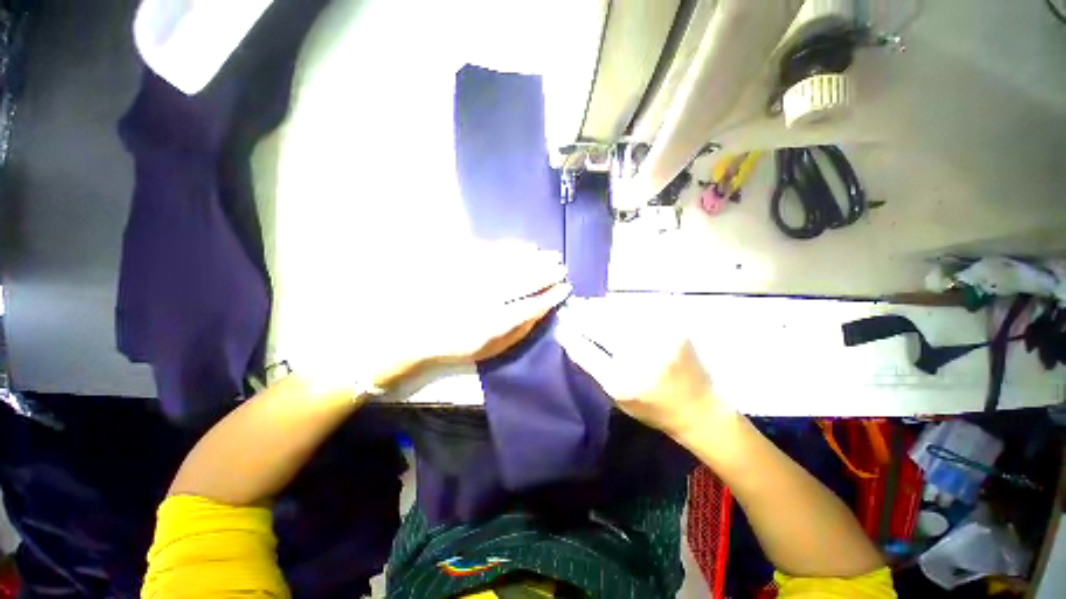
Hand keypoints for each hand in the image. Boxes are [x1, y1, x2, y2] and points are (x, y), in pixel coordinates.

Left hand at [292, 241, 571, 395]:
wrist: (412, 329)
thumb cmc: (455, 344)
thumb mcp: (489, 349)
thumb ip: (517, 331)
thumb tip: (540, 312)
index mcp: (491, 324)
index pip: (530, 306)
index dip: (550, 296)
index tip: (565, 288)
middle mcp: (483, 299)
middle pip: (522, 281)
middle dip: (546, 273)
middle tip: (561, 267)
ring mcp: (471, 278)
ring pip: (510, 264)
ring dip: (533, 259)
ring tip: (549, 255)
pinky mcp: (459, 263)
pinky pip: (492, 252)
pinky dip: (512, 249)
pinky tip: (525, 246)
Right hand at [556, 299, 723, 436]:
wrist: (699, 406)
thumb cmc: (653, 407)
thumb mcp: (617, 397)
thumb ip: (594, 366)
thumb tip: (571, 337)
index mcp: (625, 382)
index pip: (587, 351)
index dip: (570, 334)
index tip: (559, 324)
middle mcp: (643, 356)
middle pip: (602, 326)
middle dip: (581, 314)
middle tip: (569, 307)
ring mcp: (660, 337)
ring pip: (618, 312)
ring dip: (598, 306)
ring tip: (584, 303)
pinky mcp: (673, 325)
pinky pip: (637, 308)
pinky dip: (618, 305)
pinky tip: (609, 305)